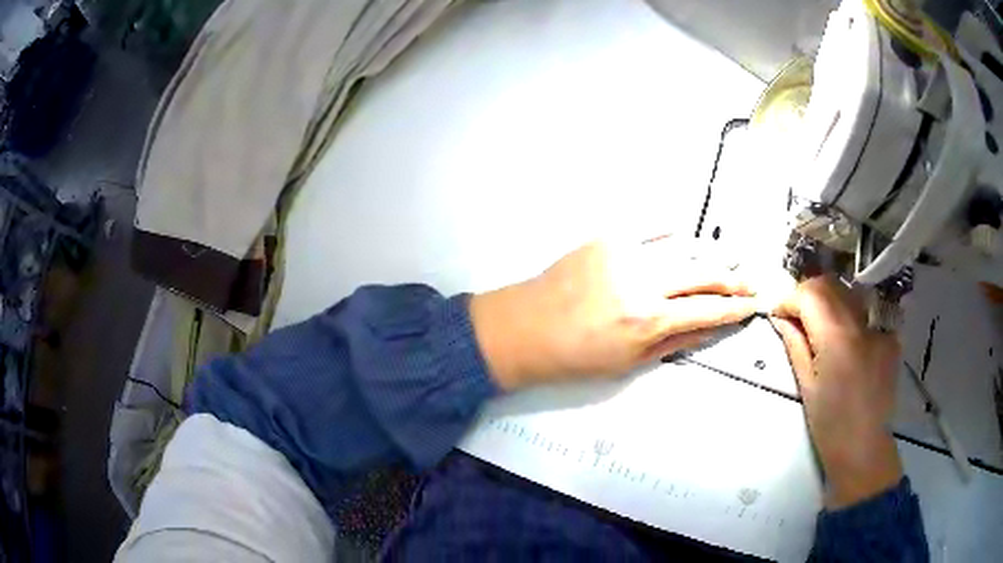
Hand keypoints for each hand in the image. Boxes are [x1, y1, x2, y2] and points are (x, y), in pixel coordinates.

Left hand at [470, 239, 756, 389]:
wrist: (525, 328)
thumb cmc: (575, 356)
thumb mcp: (629, 362)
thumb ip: (675, 342)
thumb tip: (709, 329)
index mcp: (649, 319)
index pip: (707, 310)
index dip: (735, 309)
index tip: (752, 306)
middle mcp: (644, 281)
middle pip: (704, 273)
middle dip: (733, 279)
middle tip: (750, 281)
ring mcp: (625, 253)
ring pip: (684, 247)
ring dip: (711, 254)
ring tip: (730, 259)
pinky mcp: (607, 238)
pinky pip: (651, 228)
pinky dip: (674, 233)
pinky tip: (688, 238)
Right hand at [771, 276, 902, 508]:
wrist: (864, 448)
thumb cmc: (829, 424)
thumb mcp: (806, 386)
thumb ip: (795, 344)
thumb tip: (780, 318)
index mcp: (836, 338)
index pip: (810, 294)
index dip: (789, 298)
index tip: (778, 312)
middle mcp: (860, 323)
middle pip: (830, 285)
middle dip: (808, 294)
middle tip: (795, 315)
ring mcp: (879, 329)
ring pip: (848, 295)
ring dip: (829, 302)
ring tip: (819, 327)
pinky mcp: (890, 338)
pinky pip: (865, 315)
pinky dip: (850, 319)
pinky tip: (846, 343)